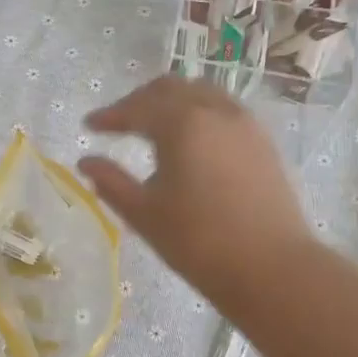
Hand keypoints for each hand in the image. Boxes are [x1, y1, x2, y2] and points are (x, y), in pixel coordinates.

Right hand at [78, 76, 311, 299]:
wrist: (272, 268)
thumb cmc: (198, 242)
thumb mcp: (144, 214)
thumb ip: (110, 181)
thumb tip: (85, 162)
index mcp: (182, 123)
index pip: (136, 108)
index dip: (109, 115)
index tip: (88, 126)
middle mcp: (214, 111)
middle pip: (170, 89)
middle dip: (140, 101)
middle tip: (119, 122)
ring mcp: (244, 124)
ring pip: (201, 93)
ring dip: (172, 102)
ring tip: (155, 126)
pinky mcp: (263, 142)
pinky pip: (224, 110)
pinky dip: (199, 113)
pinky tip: (192, 141)